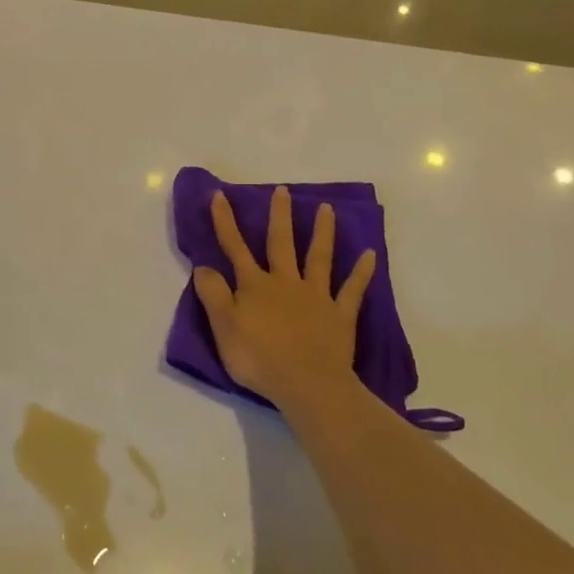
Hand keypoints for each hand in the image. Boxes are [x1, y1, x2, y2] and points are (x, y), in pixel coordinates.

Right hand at [192, 186, 375, 411]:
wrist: (306, 383)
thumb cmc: (259, 358)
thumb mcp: (223, 328)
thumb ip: (213, 295)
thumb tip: (203, 265)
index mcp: (255, 286)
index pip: (235, 248)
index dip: (226, 222)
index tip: (220, 195)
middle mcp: (285, 283)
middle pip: (282, 243)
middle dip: (280, 216)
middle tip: (283, 190)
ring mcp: (316, 296)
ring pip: (319, 257)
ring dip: (322, 232)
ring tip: (327, 209)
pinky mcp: (340, 314)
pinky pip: (352, 289)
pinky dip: (362, 272)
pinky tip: (371, 255)